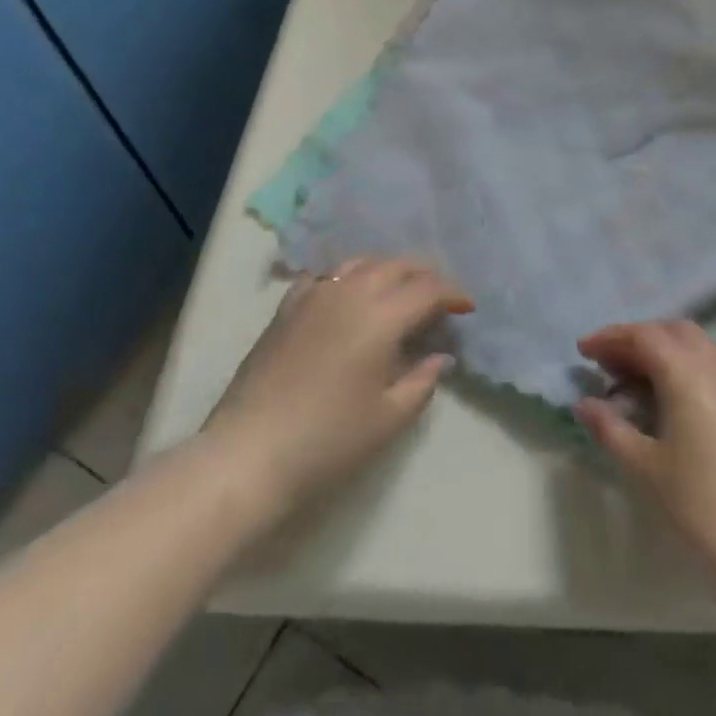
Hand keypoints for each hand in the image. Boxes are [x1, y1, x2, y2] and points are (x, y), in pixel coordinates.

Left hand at [200, 257, 472, 515]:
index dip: (453, 294)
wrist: (249, 453)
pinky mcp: (288, 306)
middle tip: (439, 299)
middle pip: (397, 265)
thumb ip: (421, 381)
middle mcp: (350, 292)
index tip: (466, 308)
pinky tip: (349, 294)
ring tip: (399, 291)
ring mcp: (315, 294)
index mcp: (380, 316)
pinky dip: (348, 276)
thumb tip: (440, 356)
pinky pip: (326, 275)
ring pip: (361, 262)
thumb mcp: (388, 418)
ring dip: (388, 270)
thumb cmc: (327, 440)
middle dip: (425, 276)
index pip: (428, 289)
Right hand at [576, 321, 715, 578]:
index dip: (610, 338)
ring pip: (701, 345)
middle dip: (640, 339)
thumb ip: (611, 428)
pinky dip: (693, 367)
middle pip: (674, 331)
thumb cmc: (699, 504)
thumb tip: (584, 404)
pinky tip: (681, 400)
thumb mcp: (645, 466)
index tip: (584, 351)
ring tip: (642, 379)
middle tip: (611, 364)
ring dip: (668, 350)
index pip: (643, 336)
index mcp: (688, 373)